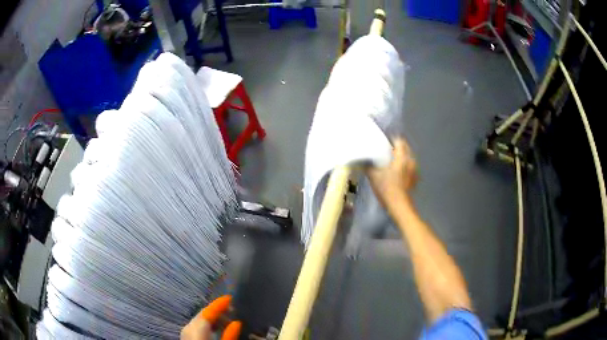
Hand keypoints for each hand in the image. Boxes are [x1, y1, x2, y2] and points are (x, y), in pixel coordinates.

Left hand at [181, 295, 241, 339]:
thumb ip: (230, 335)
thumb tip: (237, 323)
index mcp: (197, 327)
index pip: (208, 311)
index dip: (219, 303)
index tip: (231, 297)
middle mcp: (189, 327)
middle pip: (203, 314)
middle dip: (217, 311)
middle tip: (233, 310)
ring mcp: (186, 333)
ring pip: (200, 321)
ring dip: (213, 319)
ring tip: (227, 321)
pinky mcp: (187, 338)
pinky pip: (197, 327)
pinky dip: (207, 325)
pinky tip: (216, 329)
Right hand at [366, 138, 417, 208]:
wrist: (399, 206)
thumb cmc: (387, 188)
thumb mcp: (373, 176)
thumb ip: (368, 166)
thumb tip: (362, 160)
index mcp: (402, 157)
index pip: (399, 141)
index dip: (391, 140)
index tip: (384, 143)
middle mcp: (410, 161)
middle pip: (405, 148)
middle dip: (397, 148)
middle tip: (386, 152)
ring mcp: (414, 170)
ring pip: (408, 158)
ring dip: (401, 158)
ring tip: (391, 162)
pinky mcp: (415, 179)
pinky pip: (409, 167)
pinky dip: (404, 167)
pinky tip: (397, 173)